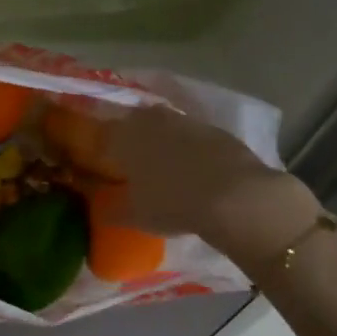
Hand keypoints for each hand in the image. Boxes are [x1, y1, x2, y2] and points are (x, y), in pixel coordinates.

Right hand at [101, 106, 323, 267]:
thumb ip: (112, 211)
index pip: (105, 134)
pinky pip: (195, 138)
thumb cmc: (172, 202)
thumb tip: (101, 210)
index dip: (105, 150)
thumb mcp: (135, 215)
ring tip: (169, 169)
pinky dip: (192, 150)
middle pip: (136, 124)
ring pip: (166, 128)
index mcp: (124, 135)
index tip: (107, 166)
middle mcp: (151, 120)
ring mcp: (186, 121)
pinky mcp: (217, 130)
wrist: (235, 196)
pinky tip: (198, 172)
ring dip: (165, 143)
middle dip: (135, 140)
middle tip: (137, 165)